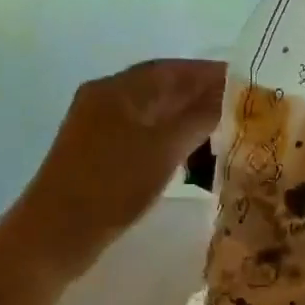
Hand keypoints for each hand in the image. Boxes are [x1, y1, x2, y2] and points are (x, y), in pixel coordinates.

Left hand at [13, 59, 224, 278]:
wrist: (56, 235)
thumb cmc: (112, 185)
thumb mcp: (164, 149)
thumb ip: (200, 118)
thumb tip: (232, 97)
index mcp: (118, 89)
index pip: (174, 69)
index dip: (212, 73)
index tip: (248, 82)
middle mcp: (106, 100)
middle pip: (163, 89)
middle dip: (204, 97)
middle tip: (245, 111)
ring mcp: (100, 129)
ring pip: (155, 115)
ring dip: (190, 121)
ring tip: (226, 134)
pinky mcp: (100, 156)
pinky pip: (145, 137)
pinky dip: (172, 141)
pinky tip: (194, 158)